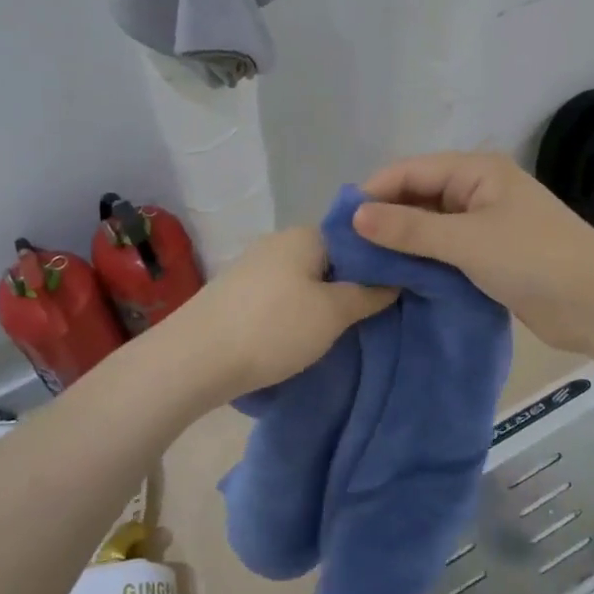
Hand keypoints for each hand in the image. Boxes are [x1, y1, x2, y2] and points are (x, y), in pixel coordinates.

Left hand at [166, 227, 395, 400]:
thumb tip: (394, 280)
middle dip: (352, 286)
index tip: (398, 292)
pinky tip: (304, 335)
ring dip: (324, 302)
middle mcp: (279, 241)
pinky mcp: (238, 293)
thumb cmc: (273, 328)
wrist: (195, 359)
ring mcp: (254, 266)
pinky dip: (298, 312)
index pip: (357, 238)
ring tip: (342, 331)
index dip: (380, 264)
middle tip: (374, 317)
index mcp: (306, 235)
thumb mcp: (333, 313)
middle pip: (331, 260)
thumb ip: (369, 294)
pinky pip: (283, 296)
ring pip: (306, 280)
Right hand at [353, 152, 593, 351]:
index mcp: (477, 171)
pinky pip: (447, 250)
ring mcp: (487, 224)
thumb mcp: (466, 240)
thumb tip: (356, 215)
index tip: (339, 223)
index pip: (411, 171)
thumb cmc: (533, 258)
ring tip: (363, 266)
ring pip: (431, 226)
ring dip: (403, 242)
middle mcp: (479, 190)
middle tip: (347, 248)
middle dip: (386, 218)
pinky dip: (424, 260)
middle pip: (419, 196)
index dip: (374, 192)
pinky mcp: (492, 256)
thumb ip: (409, 228)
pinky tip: (397, 278)